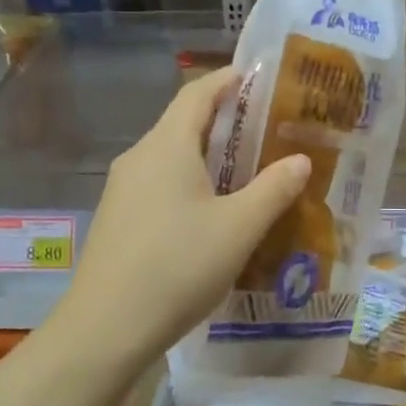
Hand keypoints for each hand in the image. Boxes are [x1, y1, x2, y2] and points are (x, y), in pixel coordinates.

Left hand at [51, 66, 309, 365]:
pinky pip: (158, 182)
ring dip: (206, 153)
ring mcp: (123, 188)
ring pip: (170, 155)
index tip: (257, 76)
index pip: (197, 93)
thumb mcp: (239, 228)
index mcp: (167, 146)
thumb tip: (300, 160)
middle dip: (223, 118)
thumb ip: (273, 189)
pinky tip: (210, 209)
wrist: (105, 328)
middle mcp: (140, 157)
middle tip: (265, 126)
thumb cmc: (177, 267)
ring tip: (245, 166)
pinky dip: (188, 179)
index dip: (227, 80)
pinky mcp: (117, 217)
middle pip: (182, 122)